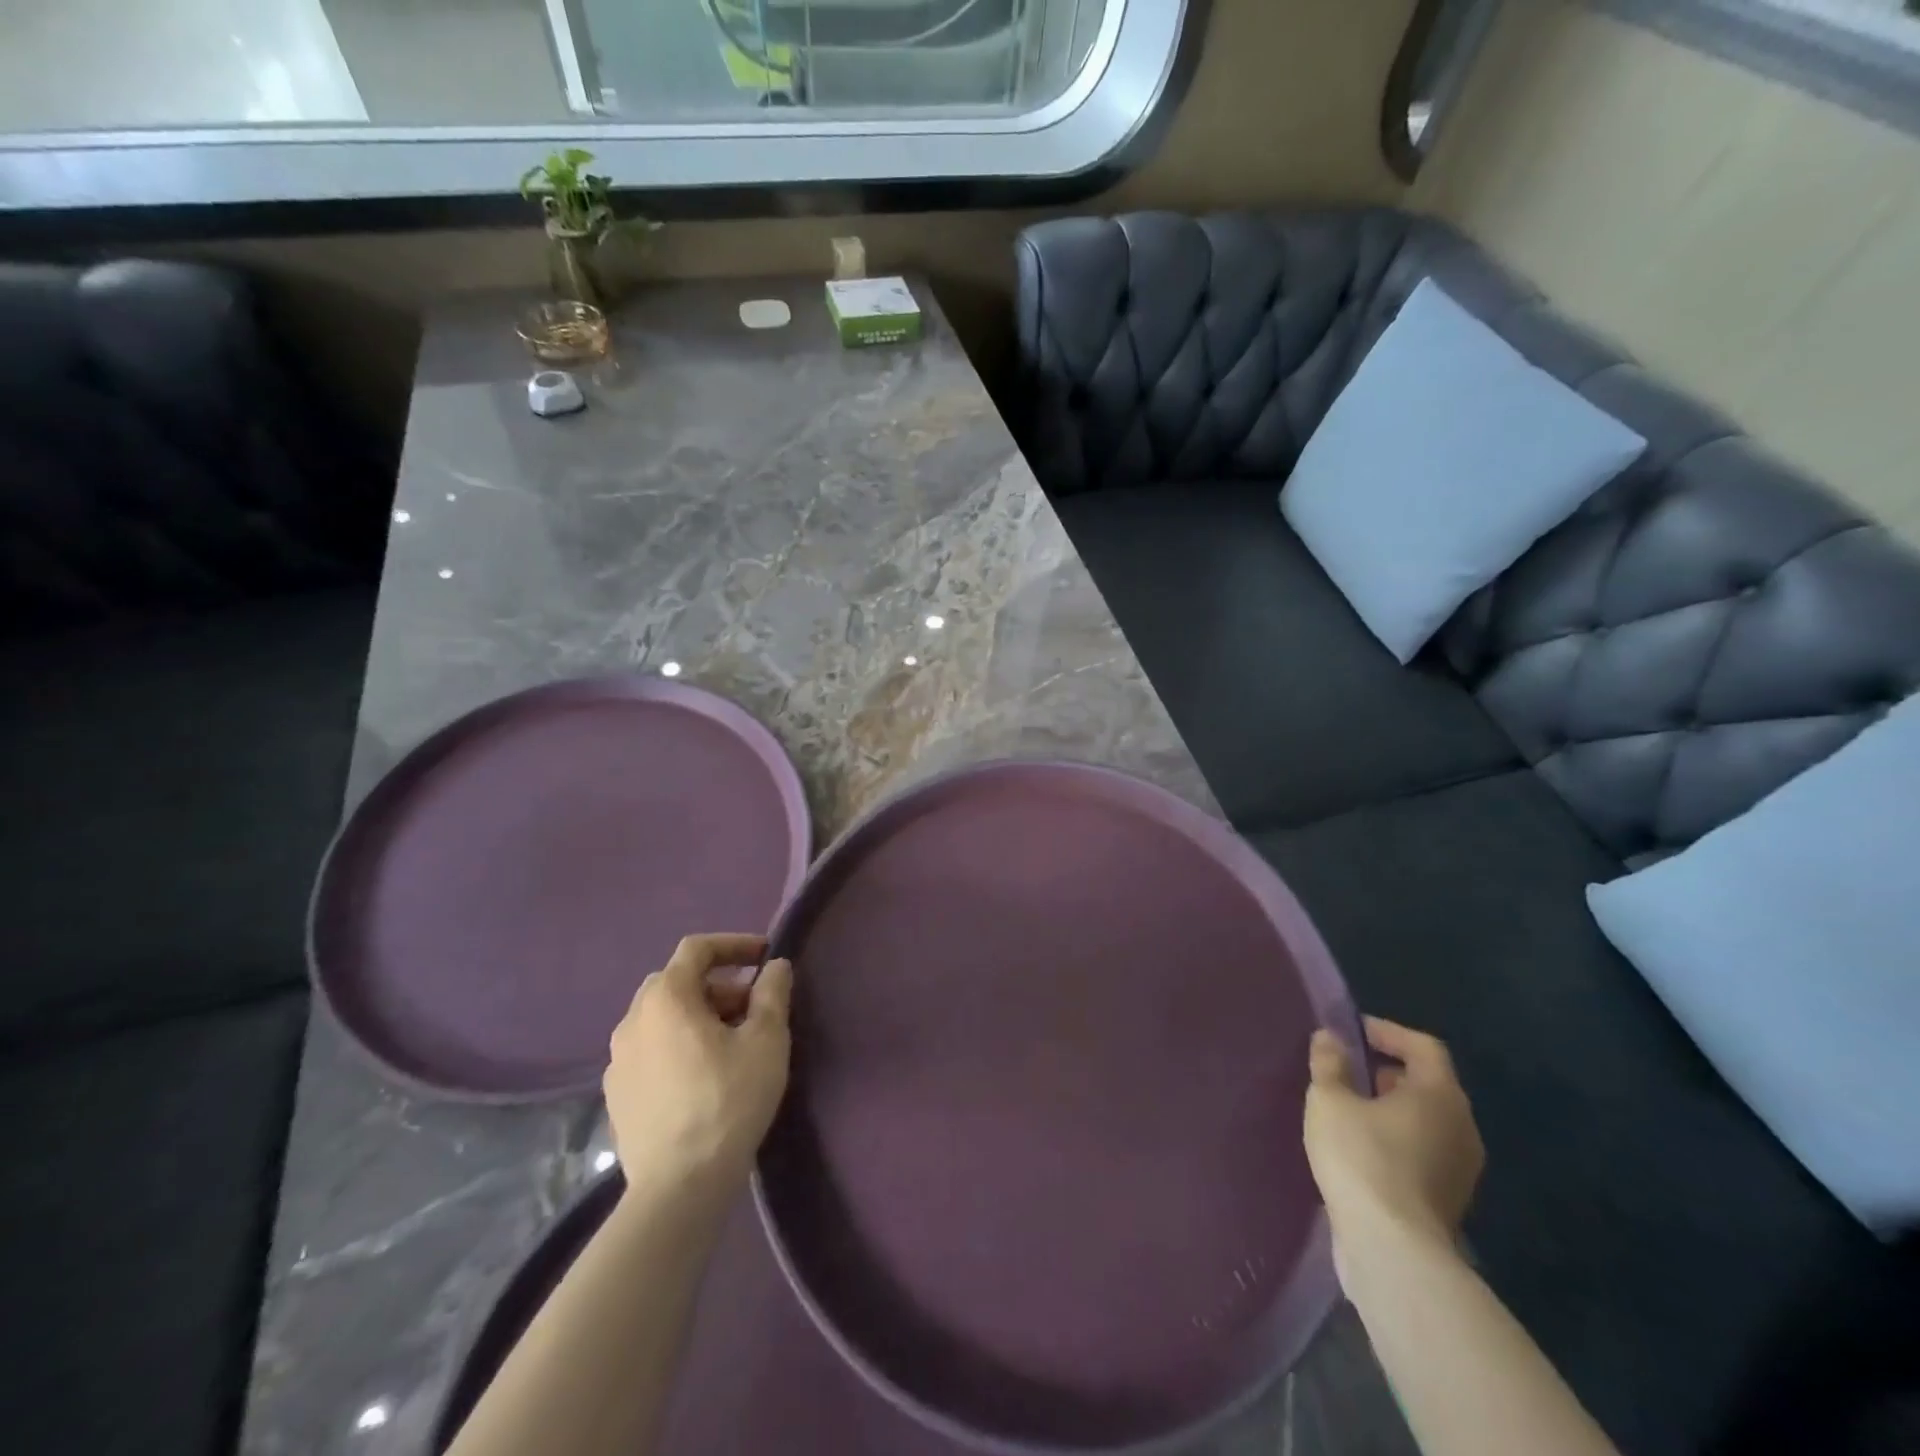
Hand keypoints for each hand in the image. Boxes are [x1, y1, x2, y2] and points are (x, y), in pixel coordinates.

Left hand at [604, 933, 792, 1201]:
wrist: (678, 1186)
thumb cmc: (728, 1101)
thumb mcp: (766, 1040)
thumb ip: (772, 993)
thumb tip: (775, 966)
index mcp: (666, 998)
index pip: (697, 949)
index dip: (734, 944)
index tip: (765, 955)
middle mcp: (632, 1020)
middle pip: (677, 982)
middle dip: (718, 984)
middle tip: (752, 1006)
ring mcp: (617, 1060)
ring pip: (661, 1018)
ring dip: (697, 1015)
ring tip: (731, 1042)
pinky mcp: (616, 1095)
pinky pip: (650, 1050)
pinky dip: (677, 1045)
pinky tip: (701, 1076)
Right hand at [1304, 1017, 1484, 1254]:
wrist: (1392, 1251)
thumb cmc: (1362, 1159)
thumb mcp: (1330, 1101)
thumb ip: (1330, 1064)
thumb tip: (1330, 1038)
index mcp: (1440, 1096)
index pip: (1423, 1046)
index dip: (1388, 1032)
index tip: (1352, 1032)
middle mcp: (1461, 1127)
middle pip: (1429, 1083)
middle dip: (1387, 1071)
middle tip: (1347, 1069)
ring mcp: (1461, 1168)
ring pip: (1426, 1121)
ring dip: (1391, 1108)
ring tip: (1348, 1109)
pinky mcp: (1448, 1200)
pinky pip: (1424, 1151)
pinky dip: (1396, 1139)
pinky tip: (1360, 1148)